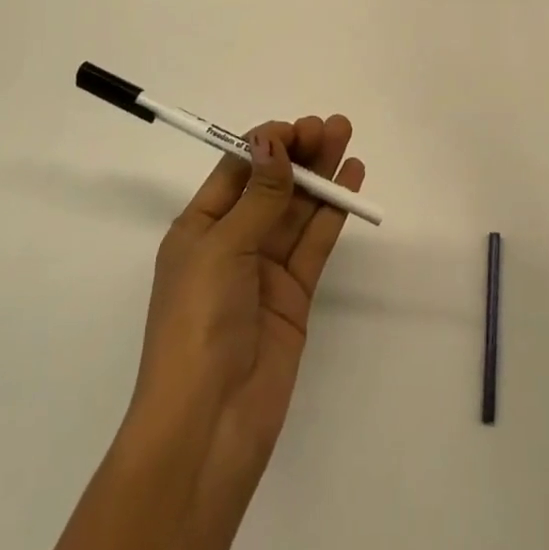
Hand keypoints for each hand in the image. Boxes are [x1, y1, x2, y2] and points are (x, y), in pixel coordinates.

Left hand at [131, 117, 365, 484]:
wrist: (208, 424)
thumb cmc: (198, 323)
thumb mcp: (222, 249)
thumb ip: (258, 197)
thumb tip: (272, 142)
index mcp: (198, 228)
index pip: (235, 171)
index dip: (265, 144)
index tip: (296, 128)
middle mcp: (231, 242)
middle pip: (270, 184)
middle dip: (298, 153)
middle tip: (330, 125)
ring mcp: (265, 268)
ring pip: (297, 208)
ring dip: (320, 173)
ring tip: (344, 135)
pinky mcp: (294, 294)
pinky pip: (315, 241)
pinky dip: (333, 211)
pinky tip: (350, 180)